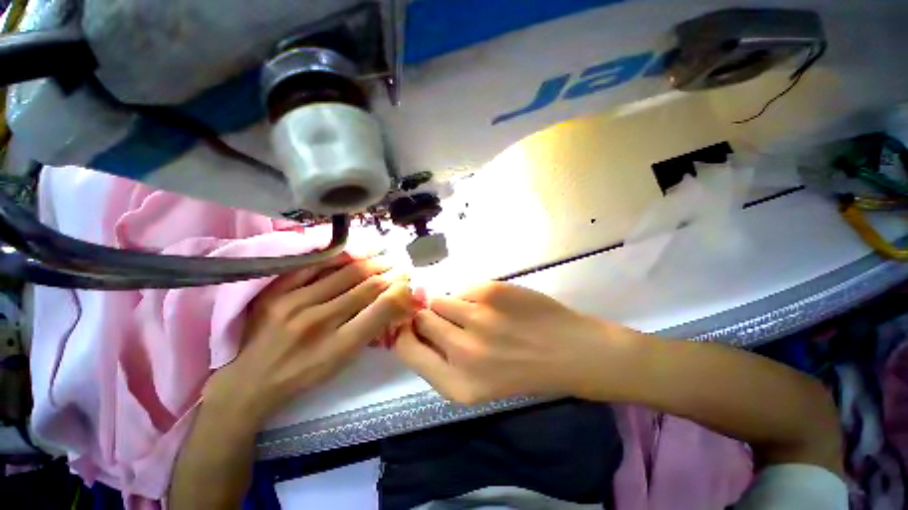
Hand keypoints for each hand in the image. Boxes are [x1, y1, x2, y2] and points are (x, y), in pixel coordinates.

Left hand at [205, 255, 417, 427]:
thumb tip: (395, 300)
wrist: (252, 380)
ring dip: (369, 260)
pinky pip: (313, 266)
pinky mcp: (274, 292)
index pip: (380, 307)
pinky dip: (337, 256)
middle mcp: (318, 321)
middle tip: (401, 262)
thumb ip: (372, 328)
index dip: (398, 288)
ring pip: (343, 272)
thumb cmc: (306, 372)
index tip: (408, 277)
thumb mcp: (345, 359)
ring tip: (383, 253)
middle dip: (388, 271)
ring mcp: (293, 303)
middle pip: (364, 286)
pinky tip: (352, 251)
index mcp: (339, 345)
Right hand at [394, 282, 644, 403]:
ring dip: (452, 305)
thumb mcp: (477, 383)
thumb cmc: (523, 371)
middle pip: (422, 319)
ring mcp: (477, 319)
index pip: (406, 349)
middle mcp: (462, 352)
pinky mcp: (490, 293)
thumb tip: (416, 326)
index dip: (406, 333)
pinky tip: (493, 305)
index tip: (414, 325)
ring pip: (440, 299)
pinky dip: (472, 296)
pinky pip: (463, 289)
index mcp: (457, 384)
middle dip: (431, 317)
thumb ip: (443, 359)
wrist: (570, 352)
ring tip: (475, 312)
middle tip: (452, 319)